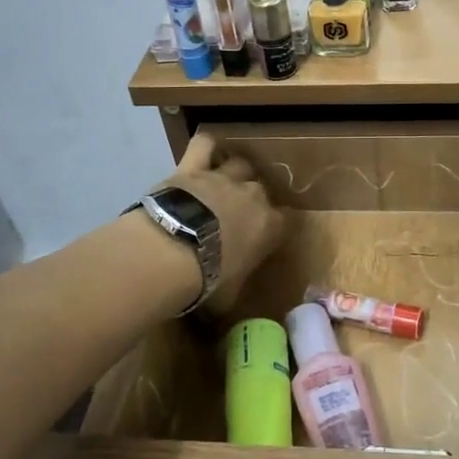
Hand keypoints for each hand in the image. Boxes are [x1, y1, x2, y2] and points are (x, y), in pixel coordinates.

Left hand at [155, 131, 285, 308]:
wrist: (172, 253)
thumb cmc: (208, 282)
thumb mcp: (228, 298)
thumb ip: (234, 294)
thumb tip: (225, 315)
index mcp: (270, 227)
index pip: (286, 221)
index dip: (276, 227)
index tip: (265, 237)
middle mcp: (253, 196)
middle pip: (262, 189)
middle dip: (253, 200)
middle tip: (238, 215)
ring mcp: (224, 177)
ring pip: (240, 164)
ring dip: (236, 172)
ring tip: (225, 183)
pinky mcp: (194, 167)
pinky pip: (206, 143)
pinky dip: (208, 145)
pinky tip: (207, 151)